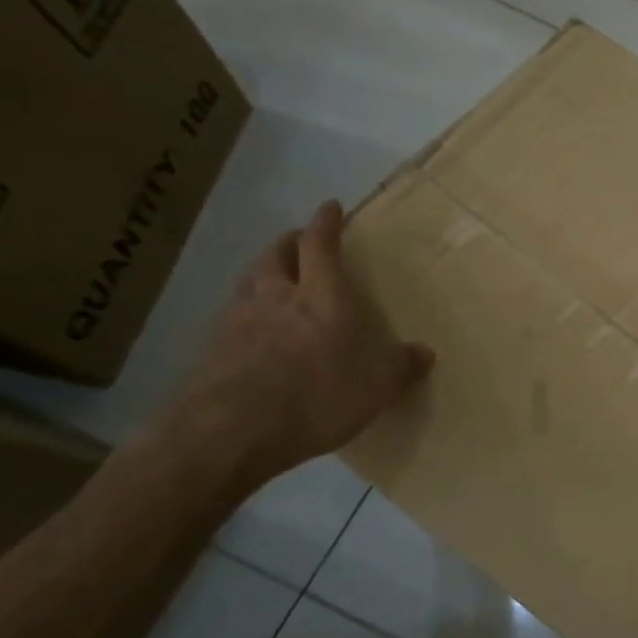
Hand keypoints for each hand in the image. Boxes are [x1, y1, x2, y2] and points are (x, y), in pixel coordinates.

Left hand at [158, 201, 433, 489]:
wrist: (230, 431)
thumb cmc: (317, 397)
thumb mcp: (376, 386)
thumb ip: (400, 366)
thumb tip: (425, 353)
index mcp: (322, 296)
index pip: (320, 246)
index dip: (325, 223)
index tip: (330, 206)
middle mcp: (277, 296)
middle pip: (277, 254)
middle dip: (290, 242)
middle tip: (300, 241)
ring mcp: (238, 320)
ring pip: (250, 280)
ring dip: (264, 271)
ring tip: (274, 278)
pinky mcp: (212, 348)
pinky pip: (232, 314)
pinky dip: (245, 309)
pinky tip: (252, 328)